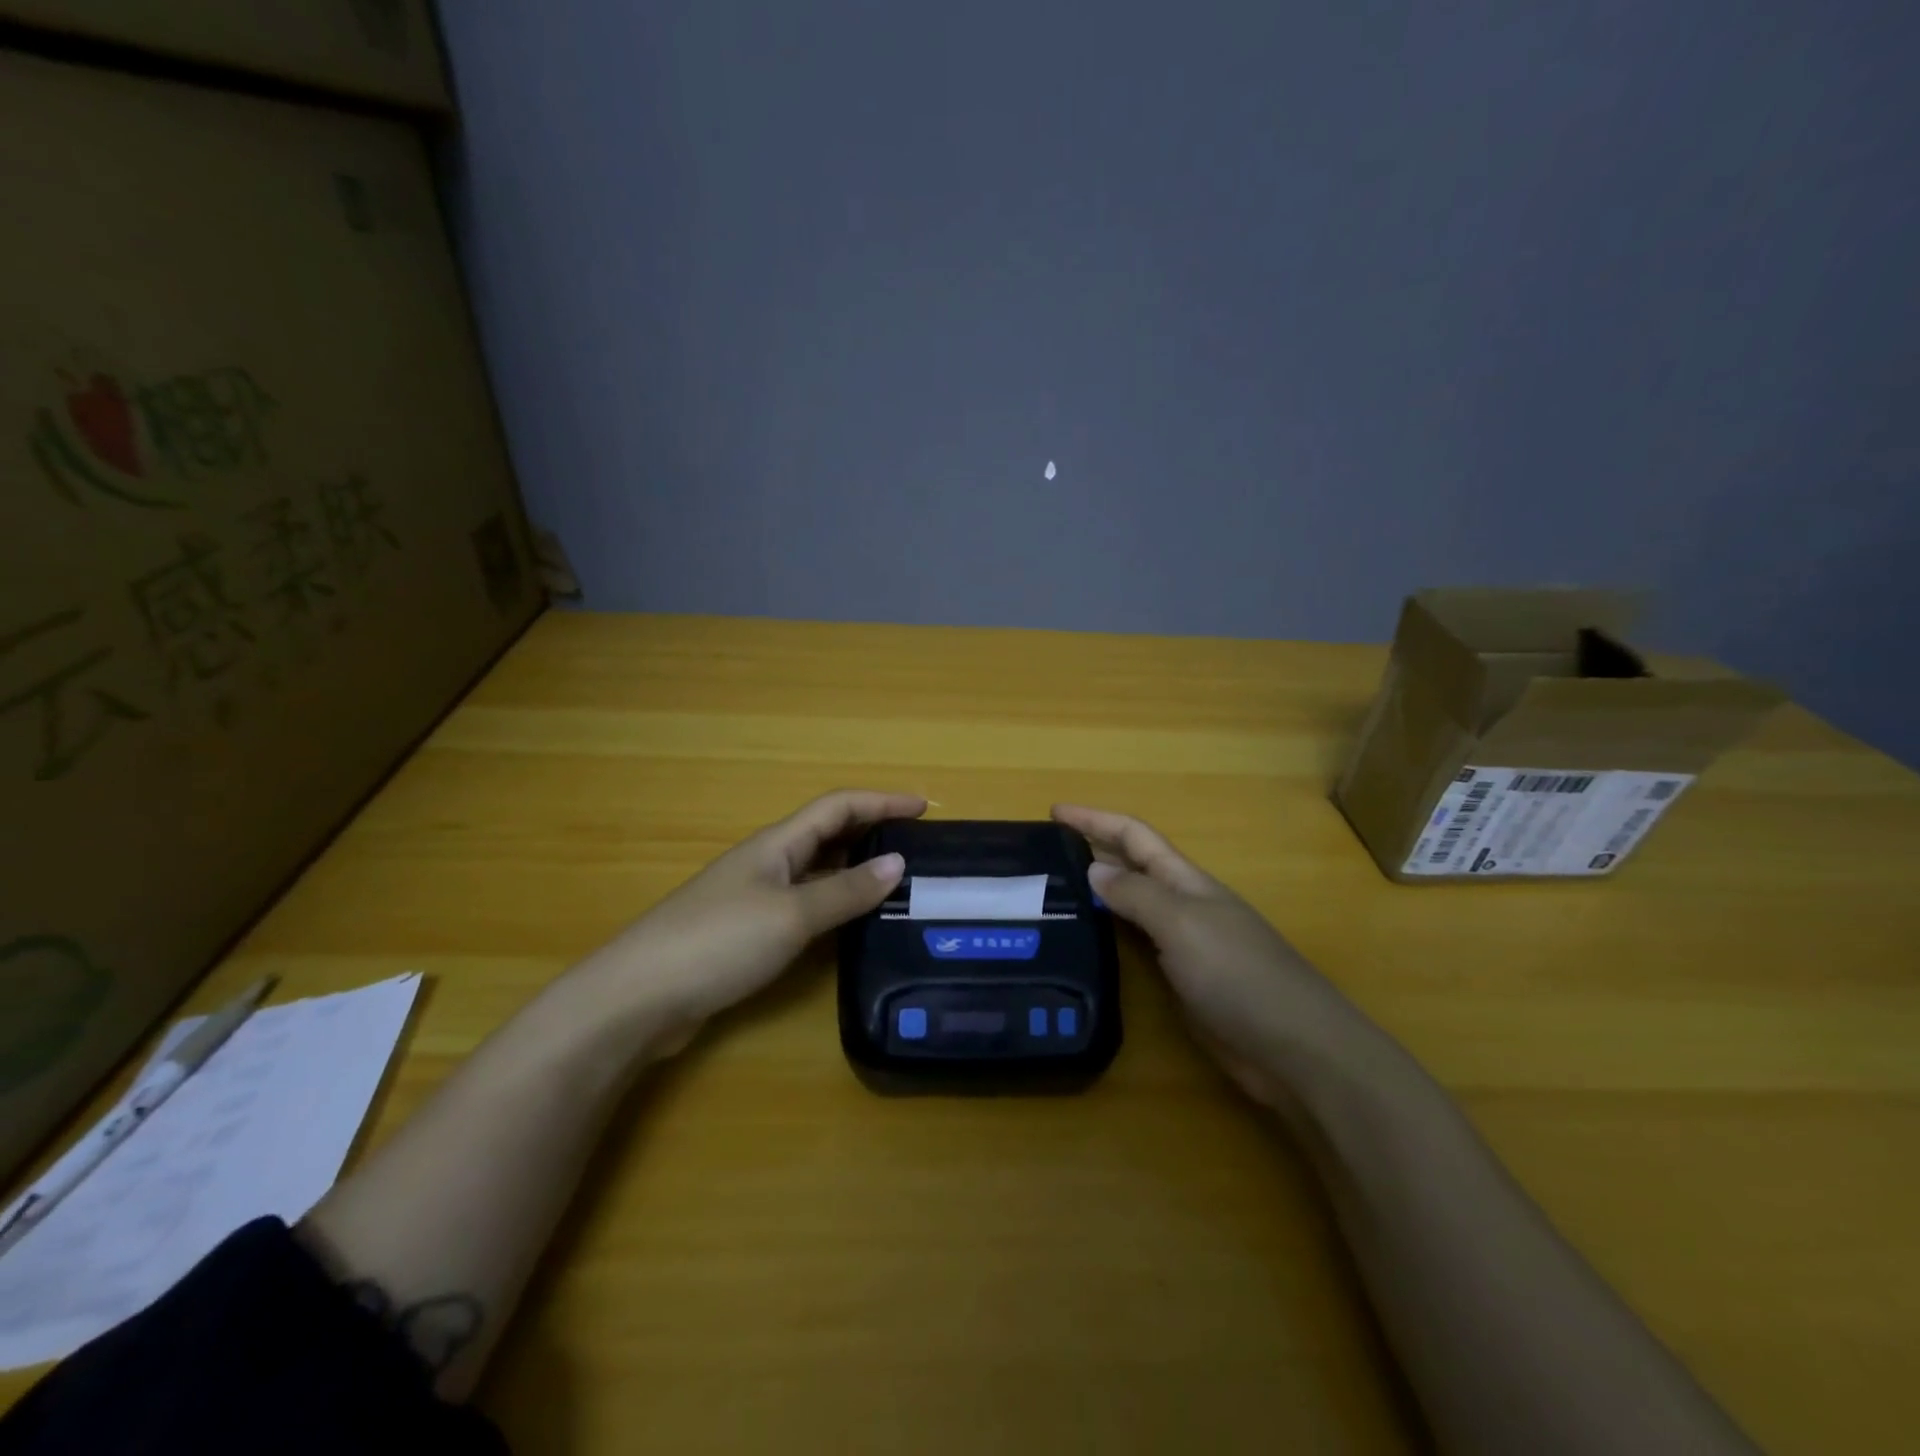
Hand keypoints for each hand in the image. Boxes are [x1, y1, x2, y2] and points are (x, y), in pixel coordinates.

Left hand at [575, 790, 925, 1041]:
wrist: (638, 997)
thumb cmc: (718, 942)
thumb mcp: (790, 915)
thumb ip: (845, 891)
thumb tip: (898, 863)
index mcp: (777, 845)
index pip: (838, 807)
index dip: (881, 801)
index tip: (924, 807)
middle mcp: (769, 863)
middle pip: (828, 834)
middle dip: (873, 832)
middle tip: (919, 846)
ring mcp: (756, 898)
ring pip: (818, 872)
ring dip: (856, 870)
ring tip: (899, 883)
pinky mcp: (749, 933)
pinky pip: (805, 906)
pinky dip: (835, 905)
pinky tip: (853, 925)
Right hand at [1052, 804, 1368, 1107]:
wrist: (1294, 1048)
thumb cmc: (1239, 974)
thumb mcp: (1182, 924)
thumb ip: (1137, 894)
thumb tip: (1093, 869)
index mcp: (1185, 881)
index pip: (1133, 836)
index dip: (1095, 819)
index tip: (1053, 811)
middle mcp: (1182, 904)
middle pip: (1131, 865)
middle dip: (1091, 850)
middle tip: (1041, 854)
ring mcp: (1183, 943)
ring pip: (1131, 905)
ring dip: (1096, 892)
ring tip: (1051, 893)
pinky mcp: (1181, 981)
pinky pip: (1136, 945)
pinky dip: (1108, 935)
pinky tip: (1086, 943)